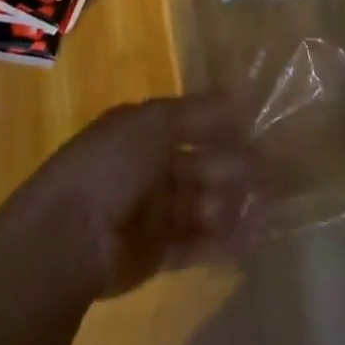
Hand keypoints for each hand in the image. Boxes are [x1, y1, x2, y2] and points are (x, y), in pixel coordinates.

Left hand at [0, 95, 260, 301]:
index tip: (260, 123)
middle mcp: (151, 167)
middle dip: (236, 165)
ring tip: (273, 205)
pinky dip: (226, 239)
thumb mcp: (154, 123)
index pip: (193, 121)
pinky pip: (198, 242)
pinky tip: (256, 235)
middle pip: (202, 163)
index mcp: (144, 129)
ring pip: (204, 203)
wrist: (67, 236)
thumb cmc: (111, 164)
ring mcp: (154, 211)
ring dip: (236, 203)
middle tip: (276, 171)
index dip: (225, 122)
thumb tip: (243, 91)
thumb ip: (200, 111)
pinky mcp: (158, 253)